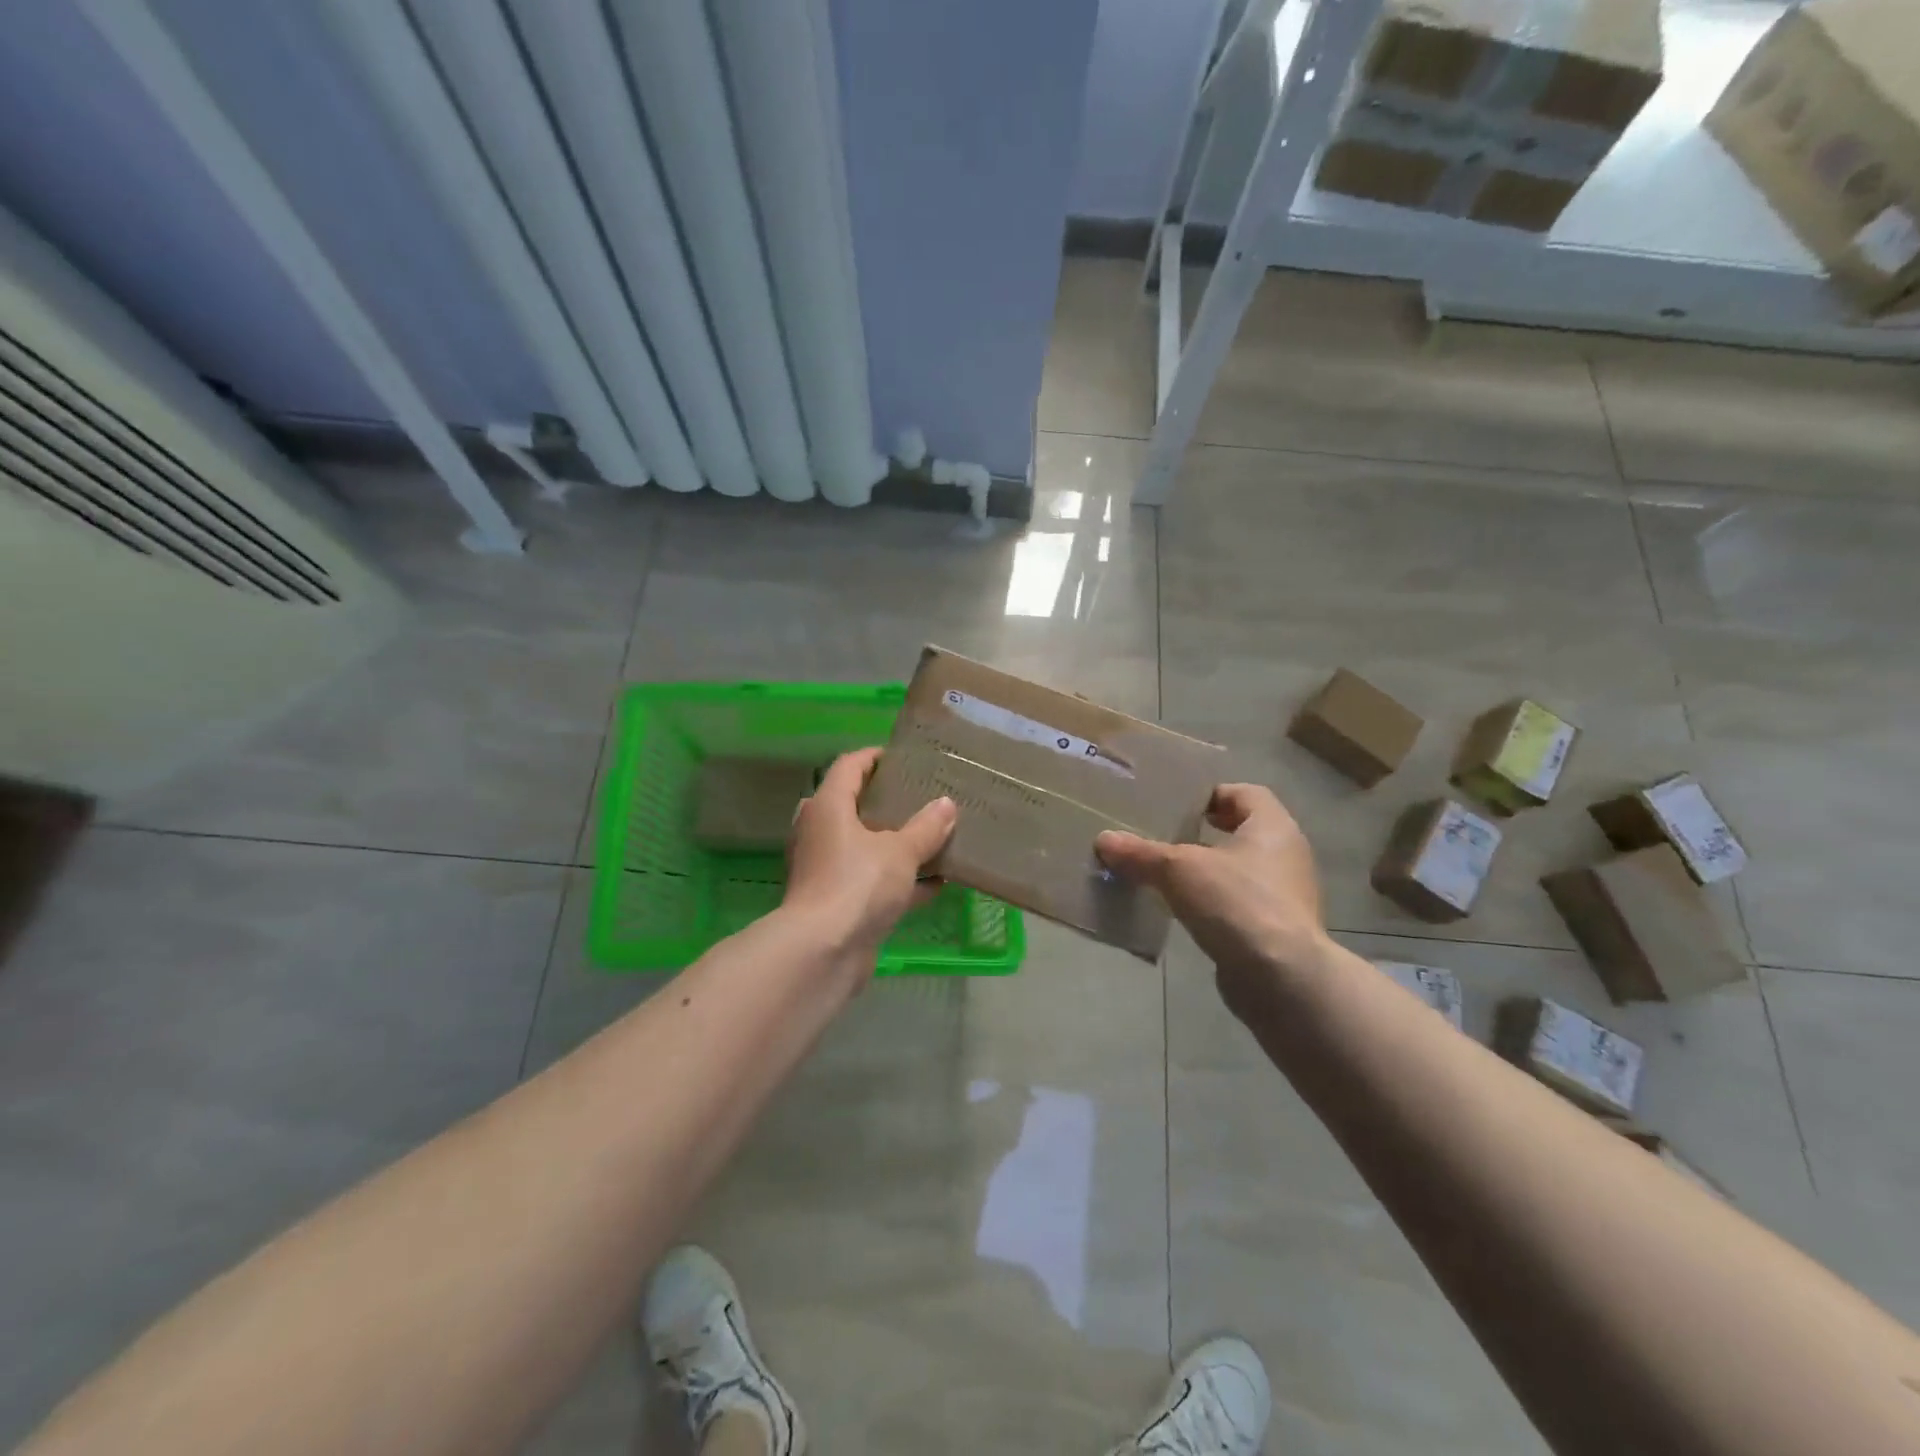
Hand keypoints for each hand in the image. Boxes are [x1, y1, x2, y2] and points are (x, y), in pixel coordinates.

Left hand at [784, 747, 955, 972]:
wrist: (823, 952)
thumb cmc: (858, 885)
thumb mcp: (900, 852)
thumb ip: (926, 827)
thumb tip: (946, 805)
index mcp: (828, 807)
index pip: (849, 766)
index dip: (874, 757)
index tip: (903, 757)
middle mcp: (820, 832)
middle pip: (853, 805)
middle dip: (886, 802)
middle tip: (919, 797)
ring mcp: (825, 869)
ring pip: (863, 846)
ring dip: (894, 844)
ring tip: (932, 837)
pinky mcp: (836, 901)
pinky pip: (871, 881)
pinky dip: (898, 881)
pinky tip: (935, 884)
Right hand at [1095, 784, 1329, 1019]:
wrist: (1281, 978)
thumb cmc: (1236, 902)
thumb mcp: (1178, 870)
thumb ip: (1141, 853)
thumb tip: (1103, 840)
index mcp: (1273, 827)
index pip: (1246, 793)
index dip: (1212, 794)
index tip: (1179, 805)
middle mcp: (1286, 855)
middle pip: (1242, 832)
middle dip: (1204, 833)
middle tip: (1166, 836)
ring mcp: (1285, 896)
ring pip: (1240, 870)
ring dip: (1207, 871)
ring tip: (1166, 875)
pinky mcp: (1276, 931)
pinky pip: (1240, 904)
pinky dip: (1214, 903)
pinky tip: (1183, 912)